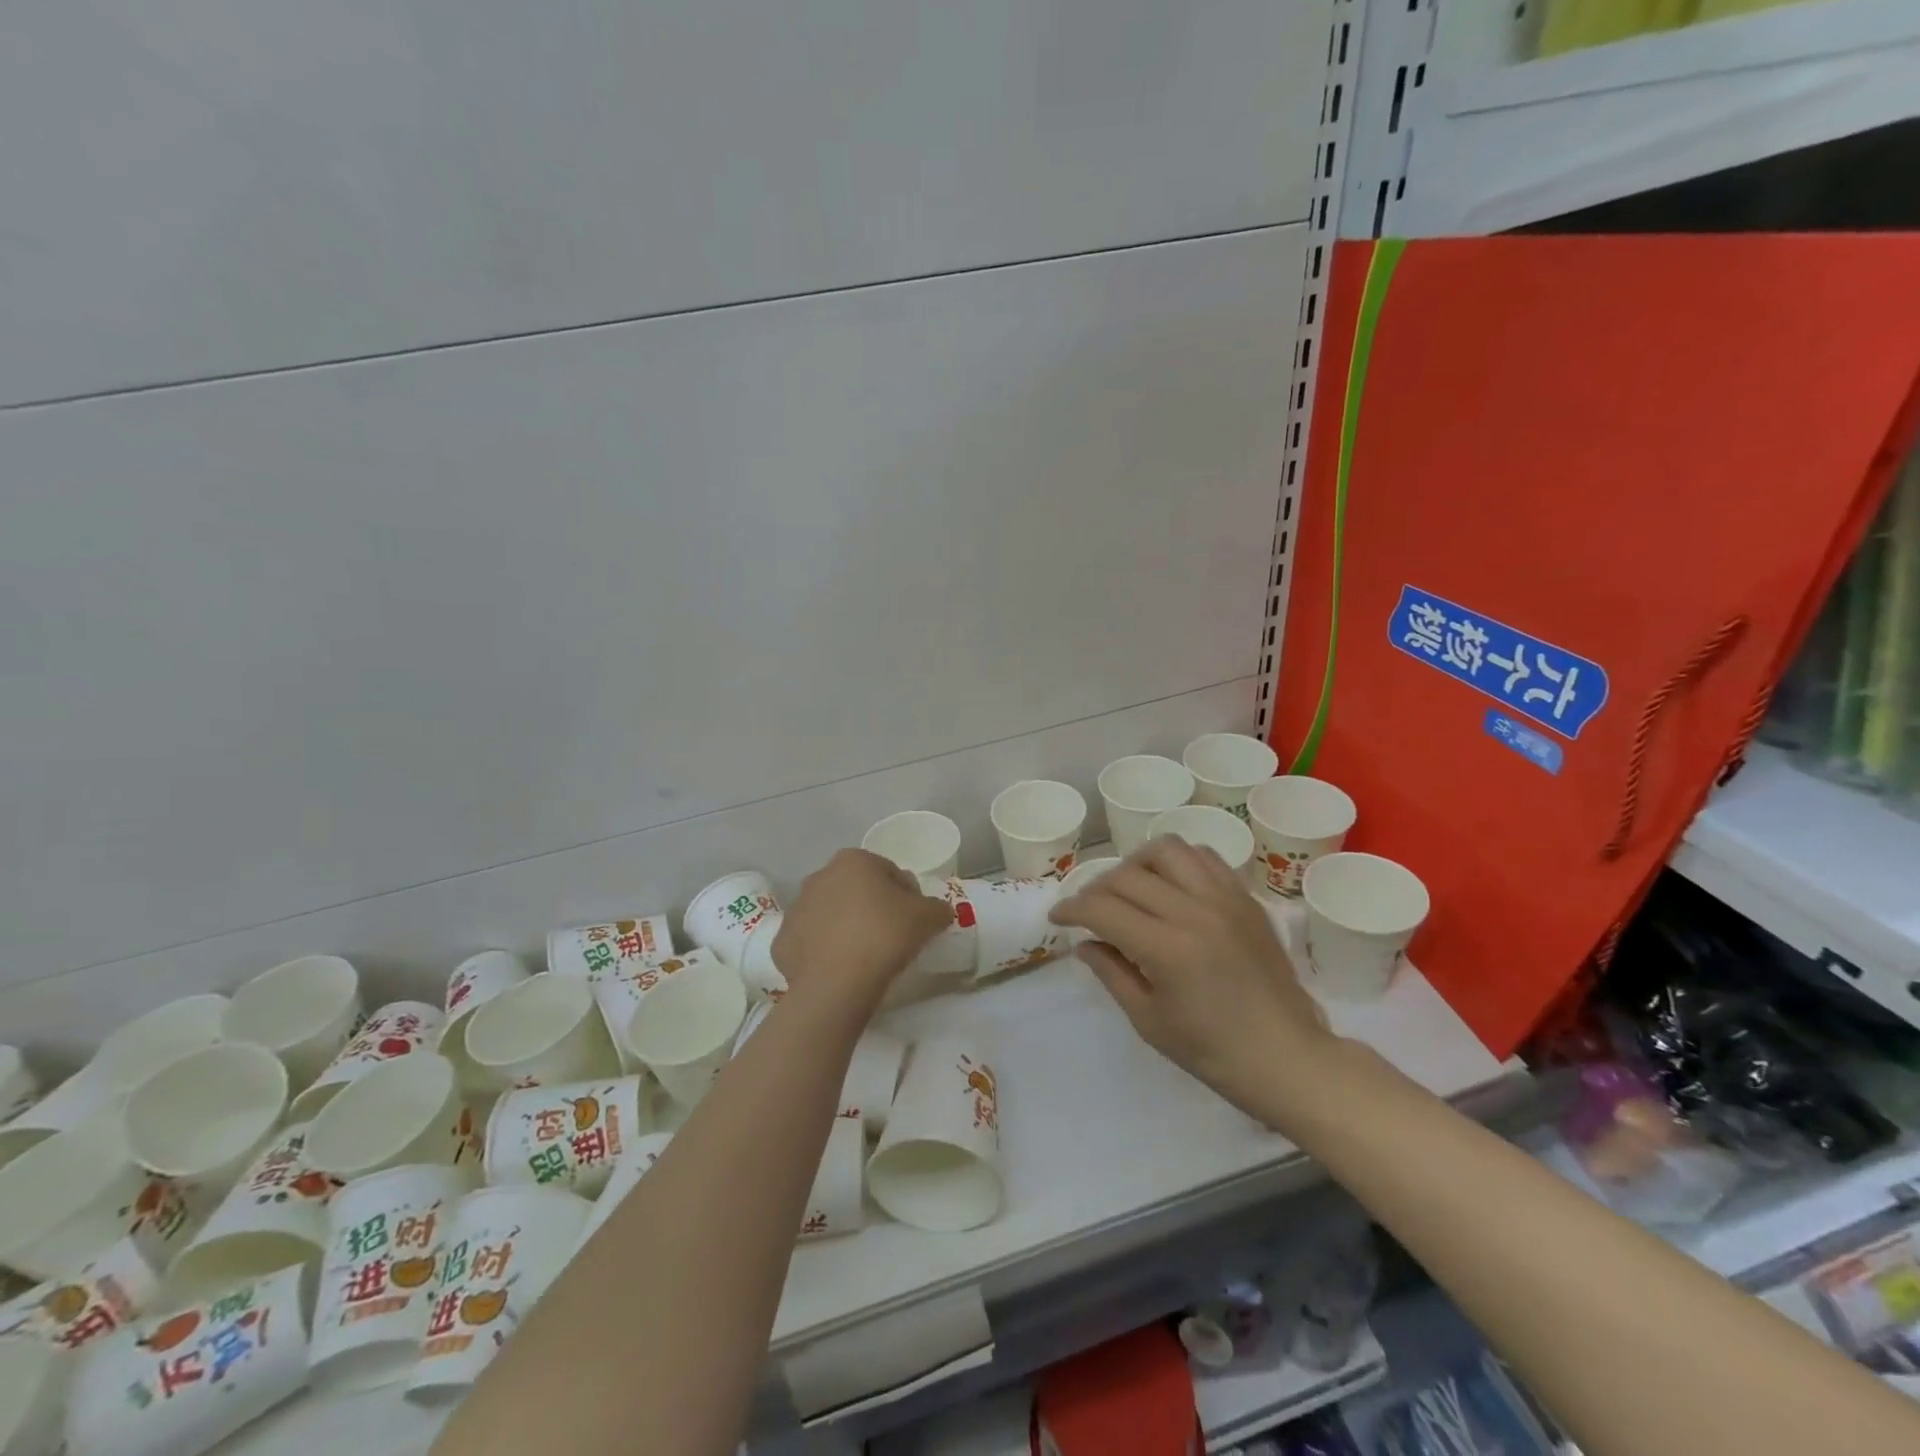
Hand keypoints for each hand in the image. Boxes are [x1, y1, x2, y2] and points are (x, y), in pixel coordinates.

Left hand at [772, 849, 951, 1008]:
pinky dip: (823, 952)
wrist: (836, 984)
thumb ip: (937, 908)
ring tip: (864, 956)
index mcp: (853, 861)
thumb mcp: (928, 918)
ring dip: (845, 927)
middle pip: (855, 890)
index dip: (906, 895)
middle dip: (872, 907)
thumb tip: (938, 911)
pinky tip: (839, 970)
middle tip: (890, 938)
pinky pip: (810, 943)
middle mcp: (819, 876)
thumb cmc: (885, 936)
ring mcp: (796, 909)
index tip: (914, 921)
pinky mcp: (781, 942)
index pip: (889, 872)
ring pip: (830, 915)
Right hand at [1049, 837, 1331, 1109]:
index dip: (1071, 908)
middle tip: (1088, 912)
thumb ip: (1111, 973)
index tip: (1057, 917)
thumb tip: (1084, 942)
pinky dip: (1178, 861)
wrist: (1287, 1057)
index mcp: (1167, 949)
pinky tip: (1170, 885)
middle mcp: (1195, 911)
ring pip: (1166, 850)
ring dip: (1136, 864)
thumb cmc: (1213, 1052)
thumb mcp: (1148, 1021)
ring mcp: (1225, 899)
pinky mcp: (1245, 898)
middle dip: (1095, 889)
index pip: (1102, 908)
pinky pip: (1204, 856)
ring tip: (1129, 888)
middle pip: (1127, 876)